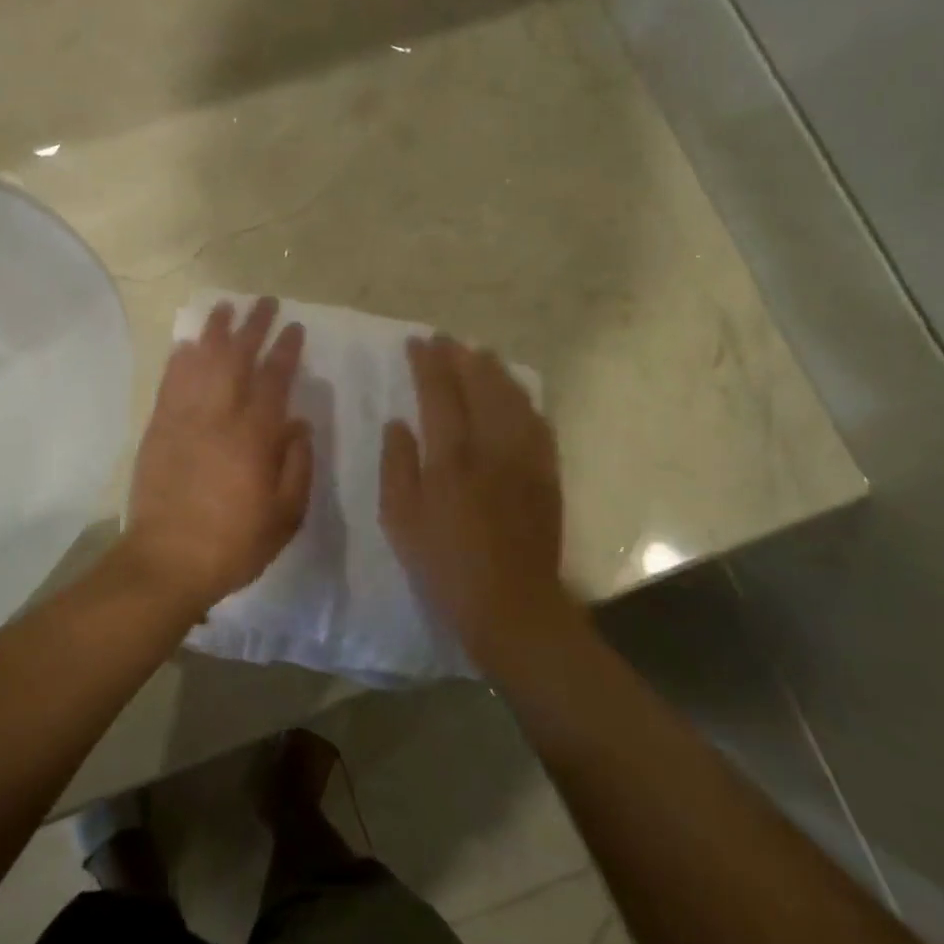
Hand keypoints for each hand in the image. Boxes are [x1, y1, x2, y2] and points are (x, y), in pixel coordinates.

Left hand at [125, 297, 313, 612]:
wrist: (167, 562)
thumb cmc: (234, 543)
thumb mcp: (286, 515)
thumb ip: (297, 464)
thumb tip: (298, 422)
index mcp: (255, 437)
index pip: (274, 379)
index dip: (285, 349)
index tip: (294, 326)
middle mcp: (219, 417)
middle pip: (236, 358)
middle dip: (252, 326)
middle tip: (264, 302)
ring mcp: (183, 419)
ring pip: (200, 361)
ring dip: (214, 331)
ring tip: (224, 307)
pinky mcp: (158, 428)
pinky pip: (170, 382)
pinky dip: (180, 358)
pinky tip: (187, 343)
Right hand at [380, 335, 571, 670]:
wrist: (511, 603)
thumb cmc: (445, 563)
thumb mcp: (400, 518)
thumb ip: (397, 465)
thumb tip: (397, 422)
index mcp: (451, 456)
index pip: (439, 393)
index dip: (427, 363)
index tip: (417, 341)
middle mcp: (491, 446)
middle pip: (479, 386)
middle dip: (460, 357)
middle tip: (446, 340)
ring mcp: (525, 458)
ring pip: (512, 398)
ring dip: (494, 371)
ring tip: (480, 354)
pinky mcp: (546, 474)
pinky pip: (538, 423)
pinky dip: (524, 400)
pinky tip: (516, 395)